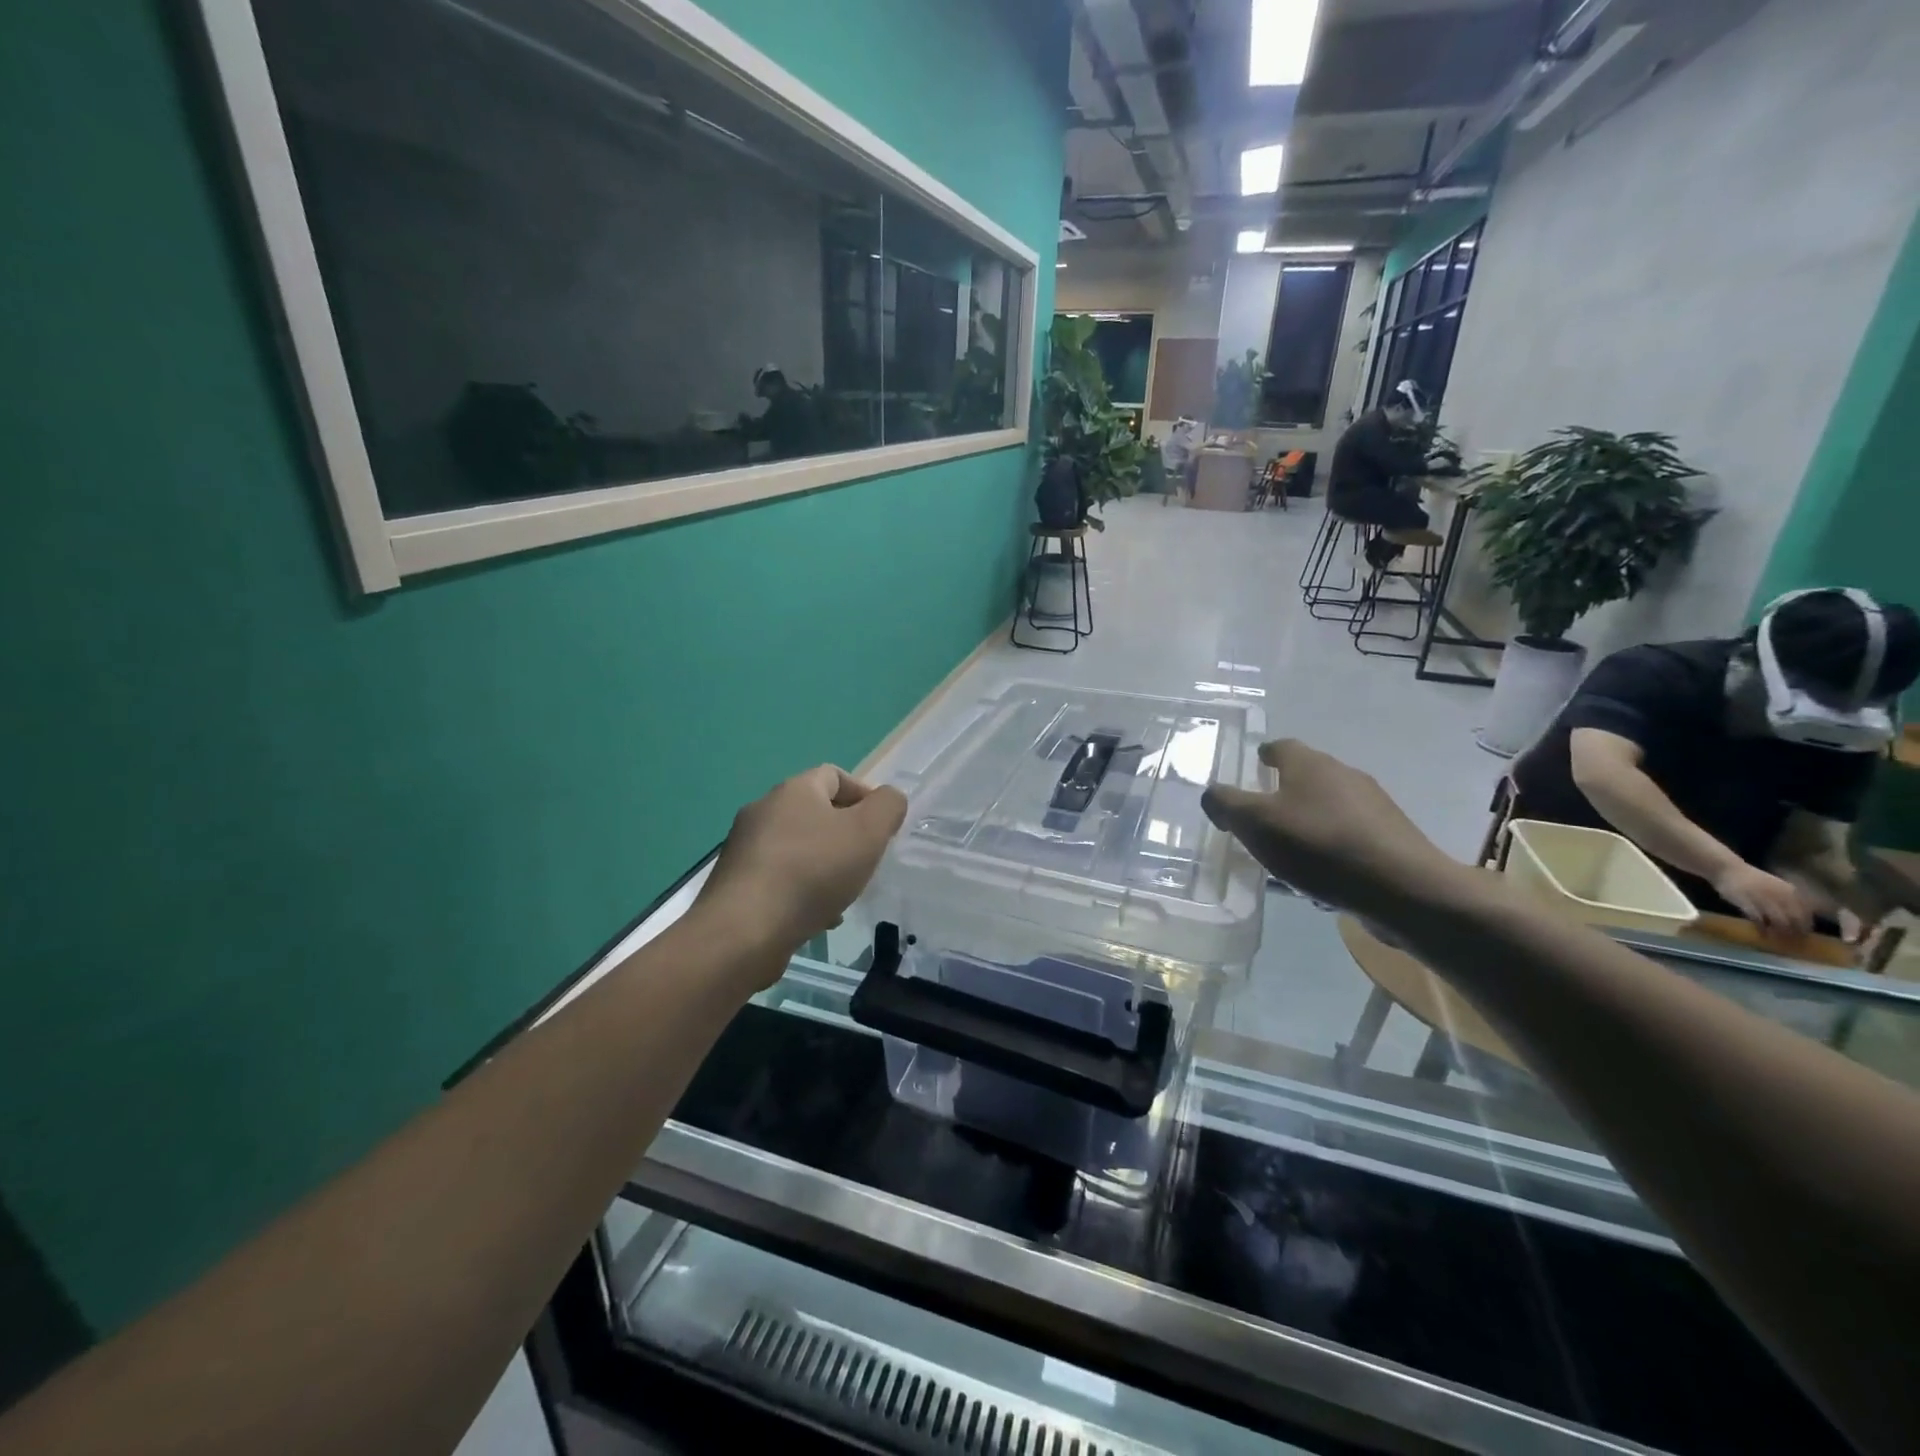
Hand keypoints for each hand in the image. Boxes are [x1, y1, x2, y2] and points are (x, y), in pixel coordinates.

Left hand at [697, 766, 907, 961]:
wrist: (744, 930)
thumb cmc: (812, 871)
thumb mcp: (868, 832)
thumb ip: (887, 807)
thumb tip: (888, 799)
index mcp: (794, 790)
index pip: (834, 775)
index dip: (864, 795)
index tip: (882, 827)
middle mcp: (764, 810)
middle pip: (815, 813)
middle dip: (845, 835)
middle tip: (866, 862)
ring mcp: (745, 848)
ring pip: (798, 849)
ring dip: (825, 866)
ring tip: (844, 895)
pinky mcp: (736, 884)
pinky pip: (779, 878)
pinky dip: (802, 891)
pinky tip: (817, 918)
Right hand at [1201, 740, 1458, 919]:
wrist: (1403, 888)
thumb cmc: (1319, 846)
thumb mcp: (1255, 823)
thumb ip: (1226, 804)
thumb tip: (1211, 793)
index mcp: (1310, 764)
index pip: (1280, 747)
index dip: (1262, 756)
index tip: (1250, 770)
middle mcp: (1343, 774)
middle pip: (1306, 775)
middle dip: (1282, 790)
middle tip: (1260, 816)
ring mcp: (1373, 805)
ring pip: (1329, 805)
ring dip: (1308, 819)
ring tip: (1288, 849)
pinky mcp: (1390, 836)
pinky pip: (1349, 833)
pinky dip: (1331, 844)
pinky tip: (1321, 872)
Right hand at [1712, 862, 1814, 936]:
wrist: (1726, 869)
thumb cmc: (1751, 879)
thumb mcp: (1776, 886)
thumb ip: (1788, 900)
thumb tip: (1799, 919)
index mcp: (1792, 892)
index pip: (1807, 913)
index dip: (1806, 926)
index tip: (1804, 935)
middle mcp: (1782, 896)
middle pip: (1795, 920)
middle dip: (1796, 932)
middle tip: (1794, 942)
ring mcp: (1764, 900)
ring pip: (1779, 922)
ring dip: (1780, 933)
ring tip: (1779, 940)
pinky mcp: (1747, 904)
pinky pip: (1759, 920)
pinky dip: (1762, 929)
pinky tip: (1762, 934)